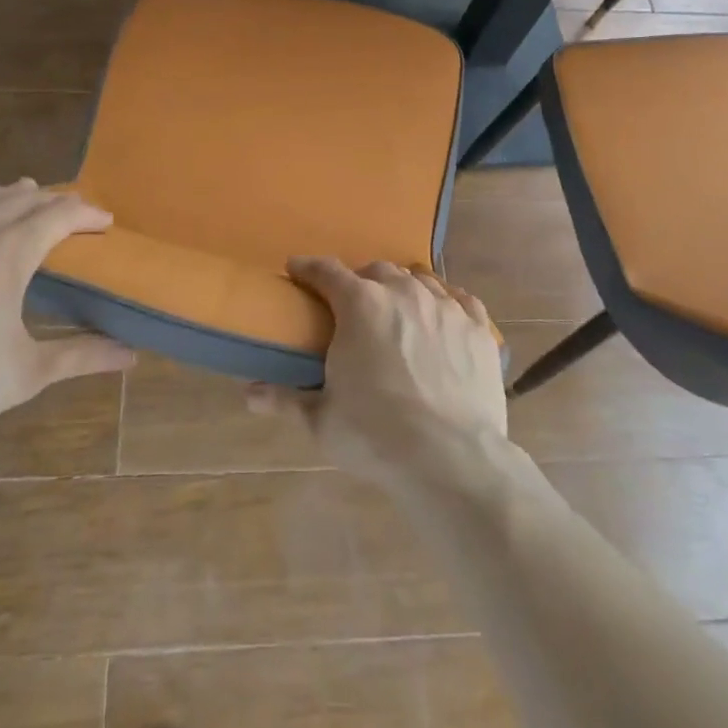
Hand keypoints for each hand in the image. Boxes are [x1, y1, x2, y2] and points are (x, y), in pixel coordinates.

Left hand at [0, 179, 133, 443]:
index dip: (87, 213)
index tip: (105, 222)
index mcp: (10, 252)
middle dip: (54, 202)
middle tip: (72, 215)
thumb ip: (81, 356)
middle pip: (24, 199)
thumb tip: (131, 357)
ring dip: (13, 194)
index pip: (60, 214)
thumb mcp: (27, 372)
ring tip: (29, 196)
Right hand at [250, 257, 506, 491]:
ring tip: (397, 309)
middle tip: (352, 304)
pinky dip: (445, 300)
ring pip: (418, 279)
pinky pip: (459, 298)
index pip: (326, 272)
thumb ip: (286, 399)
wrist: (451, 459)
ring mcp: (445, 306)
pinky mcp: (477, 327)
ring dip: (402, 288)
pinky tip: (442, 314)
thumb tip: (250, 393)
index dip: (308, 268)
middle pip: (376, 271)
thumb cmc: (376, 435)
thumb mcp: (322, 420)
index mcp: (360, 304)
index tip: (297, 269)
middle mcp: (403, 292)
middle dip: (360, 281)